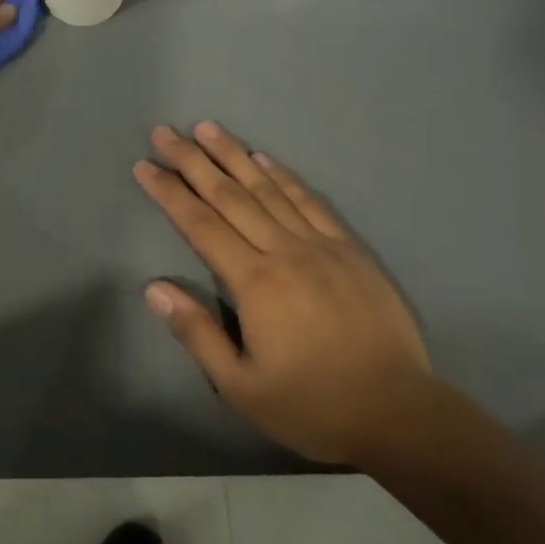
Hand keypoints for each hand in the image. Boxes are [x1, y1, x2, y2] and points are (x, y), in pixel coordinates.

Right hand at [134, 122, 431, 462]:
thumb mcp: (241, 386)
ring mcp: (322, 245)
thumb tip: (154, 288)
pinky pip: (310, 201)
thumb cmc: (312, 405)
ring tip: (207, 128)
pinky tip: (265, 158)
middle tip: (164, 132)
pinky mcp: (350, 250)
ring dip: (234, 155)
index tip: (144, 165)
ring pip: (268, 188)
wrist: (401, 415)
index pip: (200, 224)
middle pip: (230, 195)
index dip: (169, 192)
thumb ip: (197, 333)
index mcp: (254, 282)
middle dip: (193, 161)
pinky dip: (284, 175)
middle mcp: (285, 251)